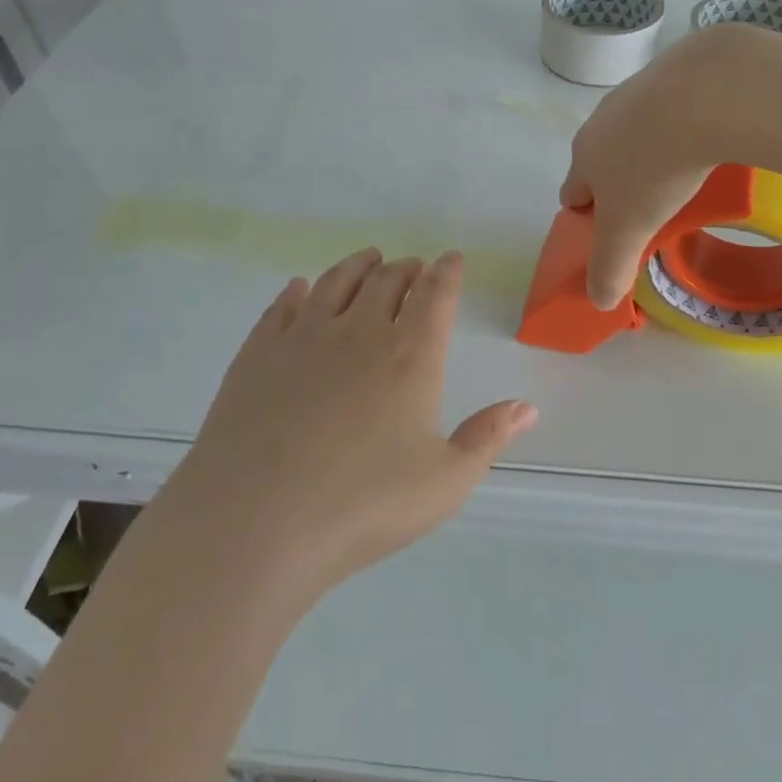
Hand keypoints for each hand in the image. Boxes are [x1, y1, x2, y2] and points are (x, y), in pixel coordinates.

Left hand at [177, 248, 534, 597]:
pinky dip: (297, 291)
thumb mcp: (445, 482)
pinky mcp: (258, 353)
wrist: (254, 522)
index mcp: (411, 356)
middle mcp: (360, 332)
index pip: (436, 295)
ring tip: (369, 259)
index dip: (447, 272)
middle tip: (414, 266)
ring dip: (358, 265)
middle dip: (407, 268)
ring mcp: (304, 337)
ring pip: (336, 282)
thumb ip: (488, 438)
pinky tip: (300, 288)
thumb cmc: (363, 506)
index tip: (452, 258)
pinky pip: (282, 307)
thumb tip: (528, 407)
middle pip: (388, 281)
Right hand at [560, 25, 761, 309]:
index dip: (588, 217)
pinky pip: (669, 107)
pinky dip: (681, 123)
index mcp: (585, 156)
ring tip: (686, 172)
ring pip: (633, 131)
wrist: (703, 92)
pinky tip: (708, 137)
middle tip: (653, 207)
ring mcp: (636, 91)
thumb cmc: (655, 167)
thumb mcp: (631, 228)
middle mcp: (602, 120)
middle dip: (619, 183)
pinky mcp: (673, 71)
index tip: (615, 232)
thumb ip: (611, 265)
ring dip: (649, 150)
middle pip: (601, 160)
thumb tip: (598, 301)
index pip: (572, 193)